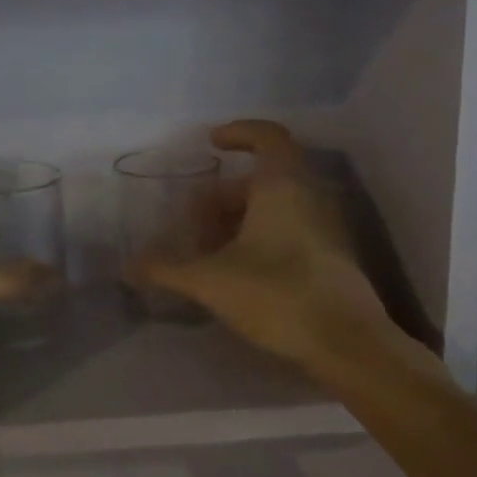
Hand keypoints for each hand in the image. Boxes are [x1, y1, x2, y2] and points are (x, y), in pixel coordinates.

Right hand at [136, 121, 403, 382]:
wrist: (348, 343)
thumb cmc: (277, 294)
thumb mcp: (211, 280)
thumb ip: (167, 270)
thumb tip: (128, 267)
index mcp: (282, 186)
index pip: (267, 136)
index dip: (239, 133)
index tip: (212, 144)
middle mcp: (309, 196)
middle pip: (263, 179)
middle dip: (224, 196)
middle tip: (194, 223)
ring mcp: (325, 227)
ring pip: (277, 207)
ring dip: (240, 220)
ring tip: (209, 252)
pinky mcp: (331, 257)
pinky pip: (291, 230)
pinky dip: (261, 238)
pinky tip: (238, 273)